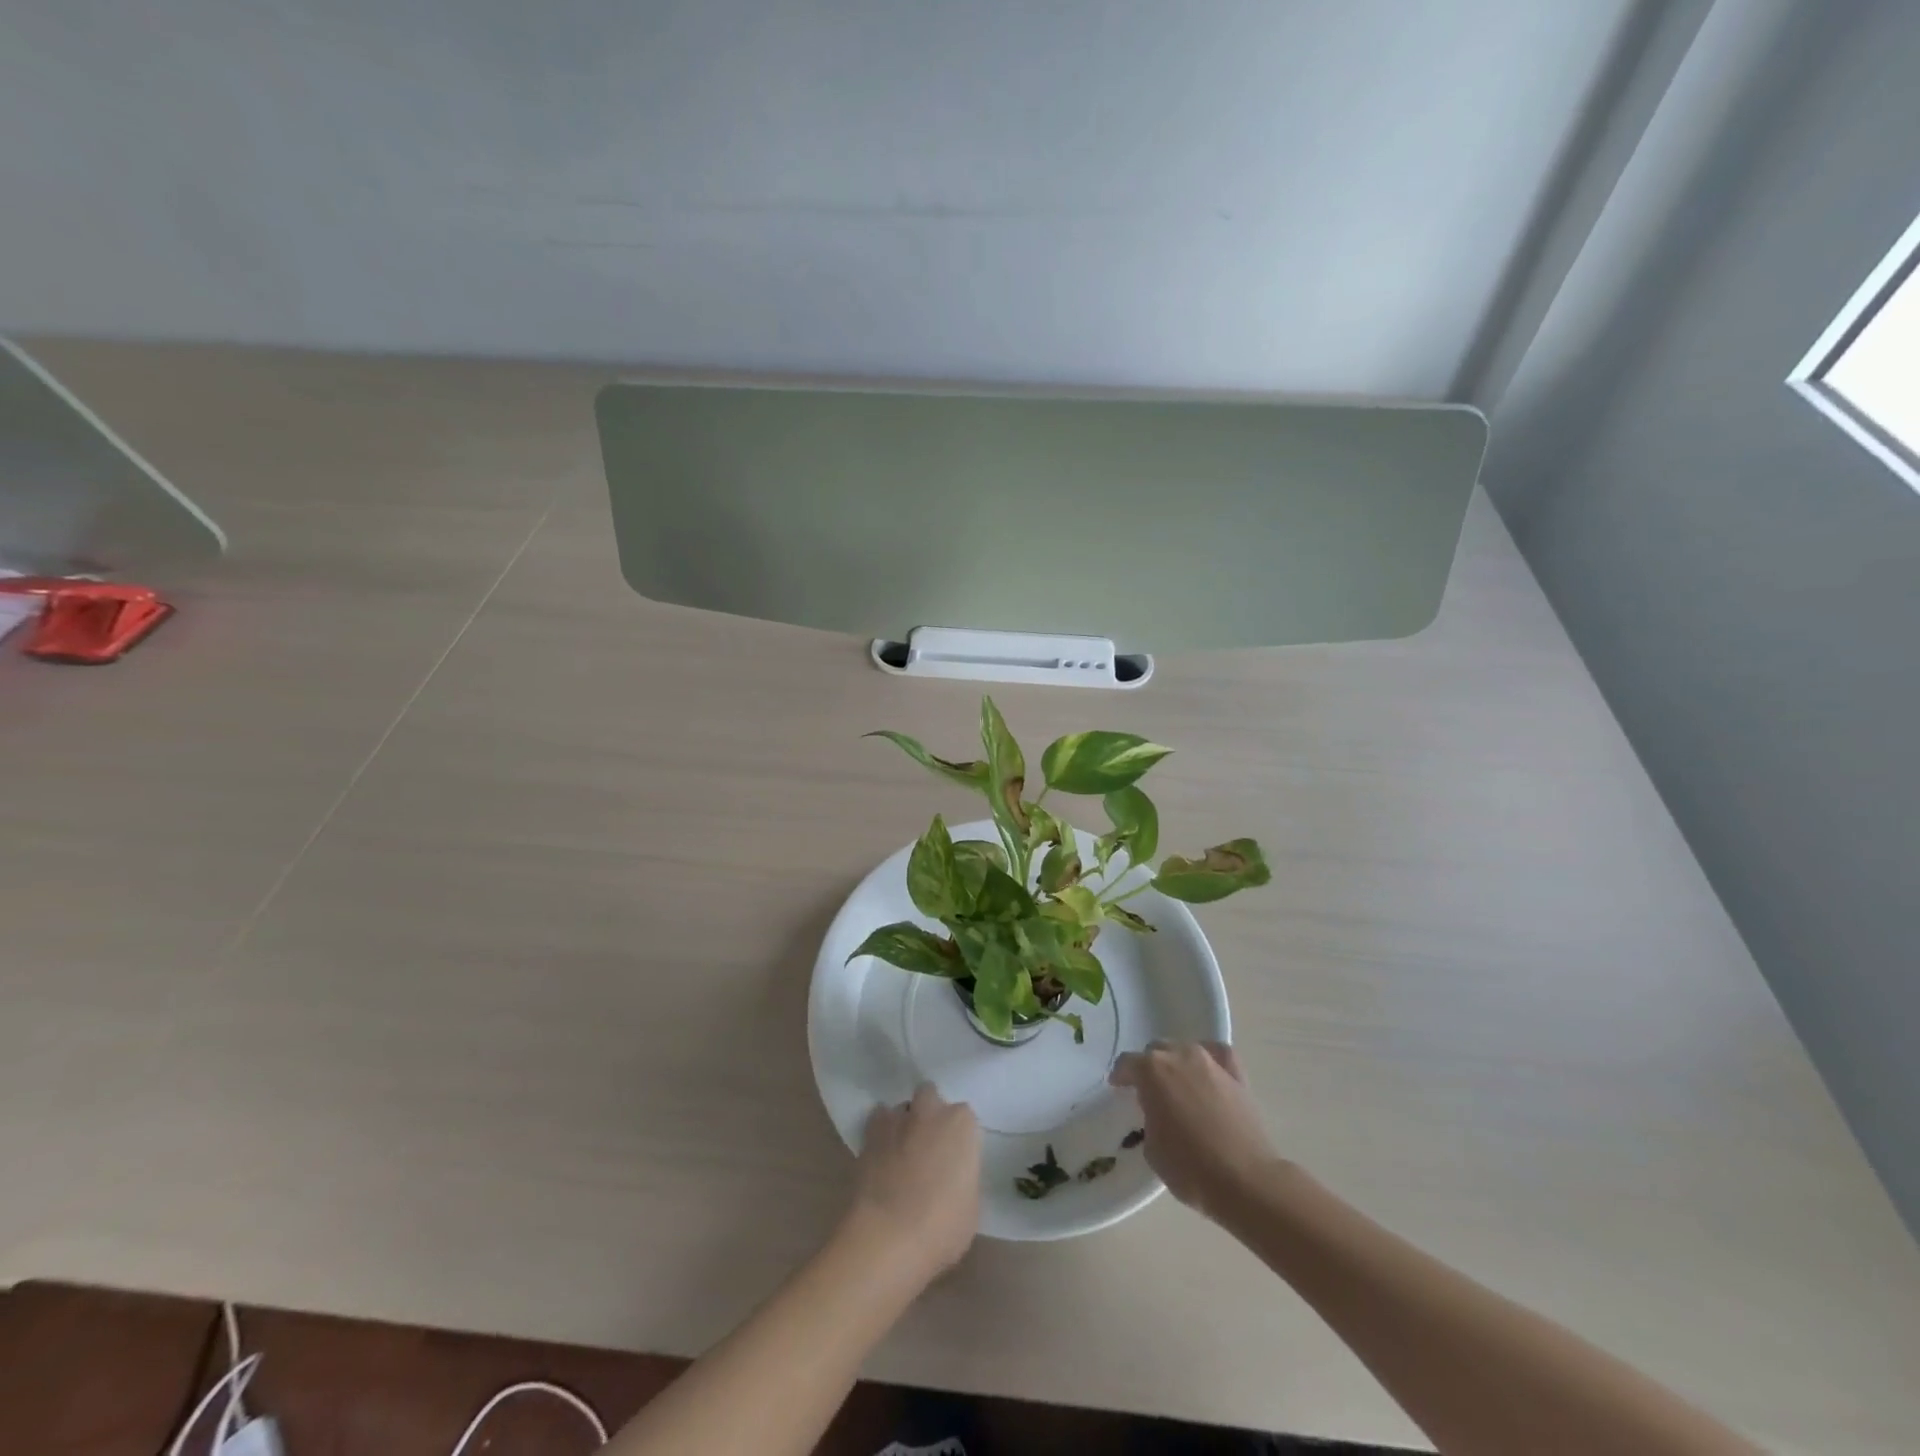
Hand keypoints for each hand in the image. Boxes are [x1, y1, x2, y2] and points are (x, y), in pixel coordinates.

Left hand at [846, 1083, 981, 1279]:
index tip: (954, 1161)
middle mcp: (930, 1111)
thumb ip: (963, 1178)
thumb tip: (952, 1176)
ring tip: (901, 1152)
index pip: (964, 1119)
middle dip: (929, 1114)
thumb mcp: (970, 1207)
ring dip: (904, 1122)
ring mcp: (897, 1119)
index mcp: (961, 1125)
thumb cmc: (941, 1227)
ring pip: (902, 1108)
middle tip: (929, 1147)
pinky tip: (881, 1155)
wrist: (888, 1237)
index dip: (958, 1139)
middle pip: (930, 1097)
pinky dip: (880, 1133)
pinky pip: (877, 1121)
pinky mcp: (868, 1134)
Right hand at [1109, 1041, 1279, 1218]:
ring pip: (1185, 1050)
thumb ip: (1149, 1119)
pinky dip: (1210, 1059)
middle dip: (1150, 1068)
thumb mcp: (1151, 1148)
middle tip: (1150, 1092)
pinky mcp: (1237, 1075)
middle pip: (1156, 1051)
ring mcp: (1210, 1062)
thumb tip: (1158, 1113)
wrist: (1245, 1181)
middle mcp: (1179, 1056)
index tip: (1119, 1088)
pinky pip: (1218, 1055)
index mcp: (1151, 1071)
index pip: (1127, 1063)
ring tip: (1179, 1085)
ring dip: (1177, 1064)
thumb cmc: (1190, 1168)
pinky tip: (1208, 1071)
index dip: (1121, 1076)